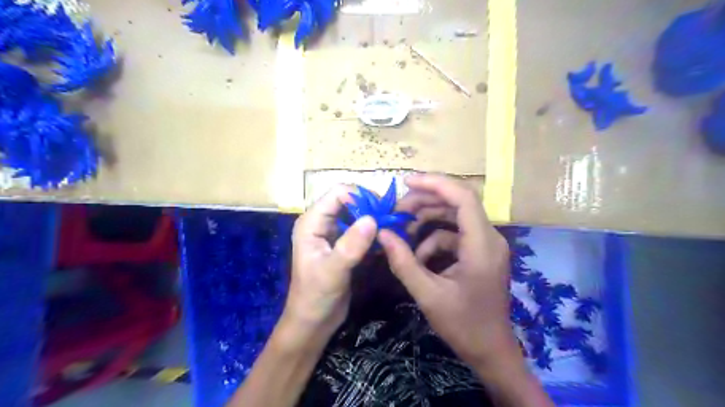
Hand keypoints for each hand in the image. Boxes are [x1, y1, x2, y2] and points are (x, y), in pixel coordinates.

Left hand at [284, 187, 376, 338]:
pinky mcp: (343, 244)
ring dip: (374, 219)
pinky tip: (386, 239)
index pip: (338, 193)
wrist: (313, 321)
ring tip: (392, 228)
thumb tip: (372, 219)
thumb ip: (350, 245)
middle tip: (391, 220)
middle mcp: (322, 222)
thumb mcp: (333, 271)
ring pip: (357, 214)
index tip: (382, 211)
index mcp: (312, 222)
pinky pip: (360, 229)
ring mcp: (333, 233)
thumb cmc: (316, 297)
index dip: (361, 196)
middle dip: (370, 207)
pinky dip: (374, 231)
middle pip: (349, 200)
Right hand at [380, 173, 520, 365]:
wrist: (491, 350)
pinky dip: (434, 240)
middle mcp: (489, 238)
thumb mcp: (427, 294)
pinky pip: (455, 235)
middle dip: (425, 202)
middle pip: (457, 202)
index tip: (406, 182)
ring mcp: (486, 244)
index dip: (435, 183)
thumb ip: (403, 262)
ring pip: (455, 217)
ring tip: (402, 230)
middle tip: (397, 211)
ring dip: (428, 220)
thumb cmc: (463, 325)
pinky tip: (419, 256)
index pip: (463, 197)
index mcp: (481, 245)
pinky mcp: (481, 252)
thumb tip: (382, 234)